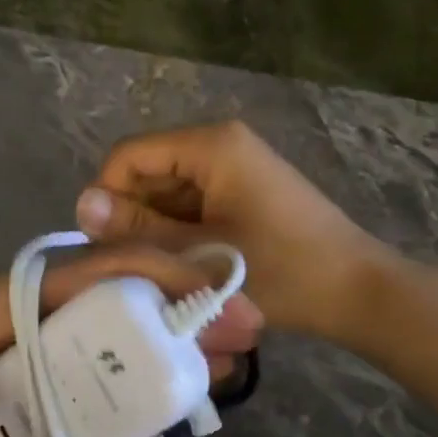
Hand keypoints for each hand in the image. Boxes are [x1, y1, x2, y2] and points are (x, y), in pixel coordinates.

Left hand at [0, 246, 262, 436]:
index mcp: (1, 296)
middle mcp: (12, 317)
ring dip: (138, 365)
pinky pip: (52, 386)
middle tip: (231, 358)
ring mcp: (0, 351)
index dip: (164, 279)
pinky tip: (119, 426)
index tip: (225, 295)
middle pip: (106, 316)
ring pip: (85, 352)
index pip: (98, 275)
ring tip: (194, 391)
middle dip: (169, 329)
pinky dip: (90, 399)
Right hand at [76, 120, 388, 341]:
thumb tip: (82, 204)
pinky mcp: (244, 191)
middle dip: (134, 217)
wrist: (356, 292)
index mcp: (211, 145)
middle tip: (137, 267)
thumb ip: (139, 229)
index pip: (130, 155)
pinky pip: (193, 204)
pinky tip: (188, 266)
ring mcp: (235, 168)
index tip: (106, 246)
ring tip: (164, 271)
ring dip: (157, 230)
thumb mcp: (200, 253)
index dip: (108, 196)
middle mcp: (221, 144)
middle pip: (149, 172)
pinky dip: (181, 233)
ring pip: (169, 193)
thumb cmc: (282, 271)